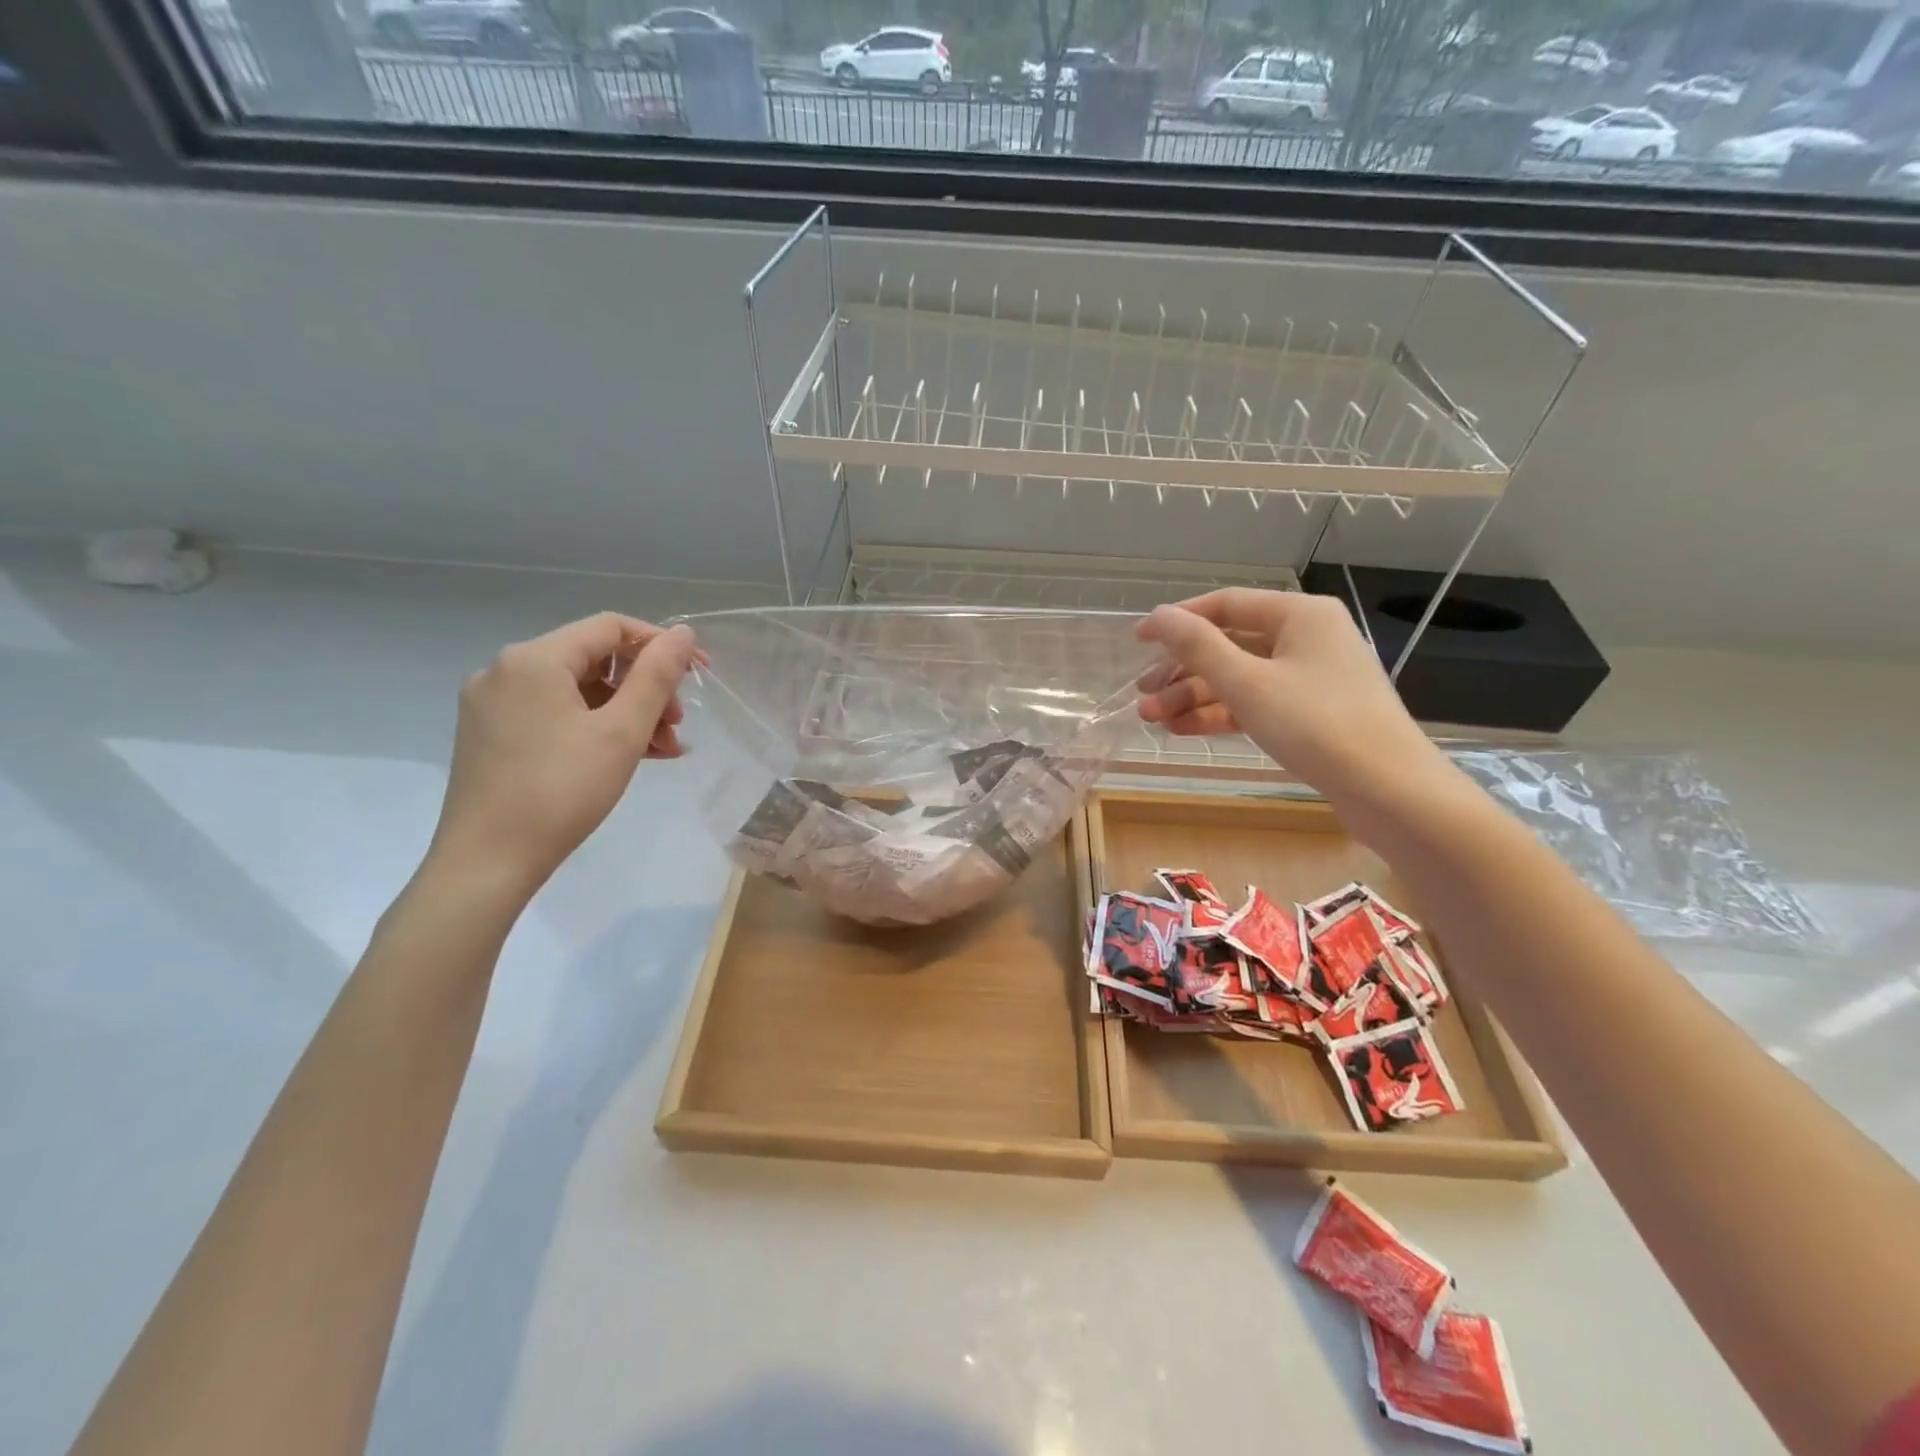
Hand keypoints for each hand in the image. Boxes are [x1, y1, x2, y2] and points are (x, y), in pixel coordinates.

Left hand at [428, 613, 698, 898]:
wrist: (487, 862)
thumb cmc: (562, 790)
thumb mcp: (622, 731)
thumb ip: (656, 676)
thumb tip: (683, 632)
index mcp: (534, 659)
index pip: (610, 627)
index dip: (660, 645)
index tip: (698, 676)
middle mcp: (506, 671)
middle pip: (593, 660)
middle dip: (645, 687)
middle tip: (677, 724)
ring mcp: (493, 705)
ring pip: (576, 692)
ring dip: (625, 712)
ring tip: (662, 749)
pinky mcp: (490, 736)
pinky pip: (555, 715)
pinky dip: (594, 728)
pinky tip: (627, 756)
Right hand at [1136, 589, 1456, 820]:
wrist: (1389, 791)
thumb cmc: (1316, 725)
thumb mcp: (1247, 683)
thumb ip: (1198, 646)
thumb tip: (1158, 615)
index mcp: (1299, 615)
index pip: (1226, 604)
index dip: (1178, 620)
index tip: (1138, 640)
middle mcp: (1307, 637)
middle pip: (1230, 645)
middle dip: (1182, 671)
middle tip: (1143, 695)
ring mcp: (1312, 677)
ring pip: (1240, 677)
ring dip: (1195, 697)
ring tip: (1154, 720)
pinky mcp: (1312, 713)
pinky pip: (1256, 702)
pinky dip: (1221, 714)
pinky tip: (1184, 730)